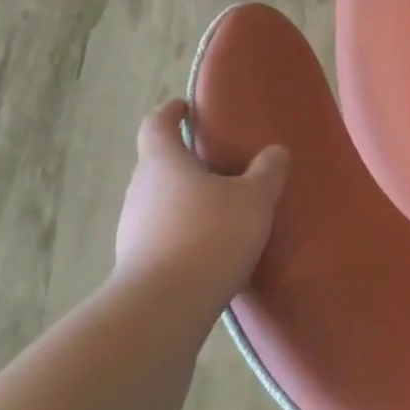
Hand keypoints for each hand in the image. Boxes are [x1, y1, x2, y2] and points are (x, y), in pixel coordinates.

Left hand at [113, 99, 287, 305]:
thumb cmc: (212, 234)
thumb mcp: (254, 198)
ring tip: (222, 206)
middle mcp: (140, 187)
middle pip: (158, 163)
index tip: (185, 107)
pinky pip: (163, 230)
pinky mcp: (138, 257)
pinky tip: (212, 243)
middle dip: (186, 160)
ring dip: (186, 197)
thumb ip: (267, 172)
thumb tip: (276, 151)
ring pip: (161, 199)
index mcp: (163, 162)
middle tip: (219, 162)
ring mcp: (133, 224)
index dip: (170, 113)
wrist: (167, 302)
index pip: (156, 124)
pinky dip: (184, 228)